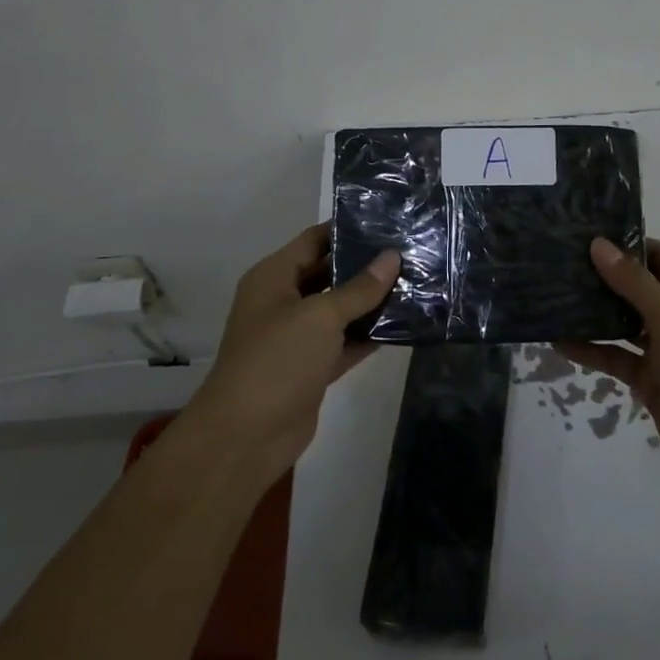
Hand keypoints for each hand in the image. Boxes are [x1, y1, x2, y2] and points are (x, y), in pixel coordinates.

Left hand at [181, 223, 400, 489]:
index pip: (314, 241)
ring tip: (415, 282)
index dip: (347, 229)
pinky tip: (404, 324)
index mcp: (273, 277)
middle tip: (410, 251)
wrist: (245, 438)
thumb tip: (392, 256)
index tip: (388, 221)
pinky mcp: (312, 367)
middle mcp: (284, 301)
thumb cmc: (277, 361)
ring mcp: (297, 337)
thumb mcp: (320, 317)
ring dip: (371, 301)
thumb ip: (359, 288)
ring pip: (339, 310)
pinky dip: (368, 335)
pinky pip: (344, 342)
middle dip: (365, 265)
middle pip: (328, 273)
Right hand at [558, 237, 659, 509]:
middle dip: (601, 277)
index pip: (655, 255)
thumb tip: (599, 244)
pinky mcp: (649, 378)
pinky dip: (591, 350)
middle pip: (635, 287)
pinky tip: (558, 342)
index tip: (582, 235)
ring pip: (622, 321)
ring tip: (552, 297)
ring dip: (592, 313)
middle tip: (558, 264)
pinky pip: (616, 356)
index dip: (622, 244)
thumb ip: (634, 282)